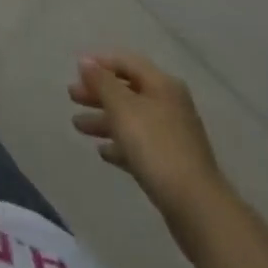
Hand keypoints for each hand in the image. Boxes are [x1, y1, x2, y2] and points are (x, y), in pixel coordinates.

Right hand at [70, 52, 231, 235]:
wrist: (196, 206)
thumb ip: (102, 82)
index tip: (76, 70)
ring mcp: (172, 136)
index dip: (101, 63)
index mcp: (162, 85)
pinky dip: (120, 144)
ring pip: (131, 119)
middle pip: (128, 91)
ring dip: (104, 120)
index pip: (127, 63)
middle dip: (98, 93)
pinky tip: (103, 152)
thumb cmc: (155, 146)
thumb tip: (86, 61)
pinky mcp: (171, 164)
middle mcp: (169, 105)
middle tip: (72, 97)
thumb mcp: (122, 108)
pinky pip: (139, 146)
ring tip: (78, 126)